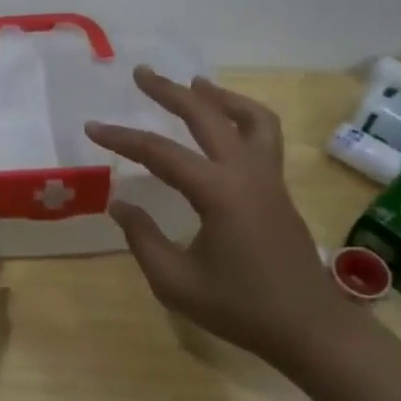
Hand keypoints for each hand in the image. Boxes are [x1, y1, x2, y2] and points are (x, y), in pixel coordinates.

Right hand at [86, 68, 340, 363]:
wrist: (308, 328)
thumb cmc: (240, 308)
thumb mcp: (176, 282)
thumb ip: (143, 238)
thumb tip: (120, 203)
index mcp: (218, 192)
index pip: (161, 153)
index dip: (122, 138)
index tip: (92, 127)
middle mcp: (246, 173)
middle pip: (207, 116)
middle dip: (170, 91)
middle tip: (142, 72)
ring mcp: (268, 177)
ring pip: (249, 117)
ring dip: (218, 96)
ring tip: (193, 85)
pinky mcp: (277, 188)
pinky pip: (263, 135)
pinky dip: (242, 116)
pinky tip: (225, 125)